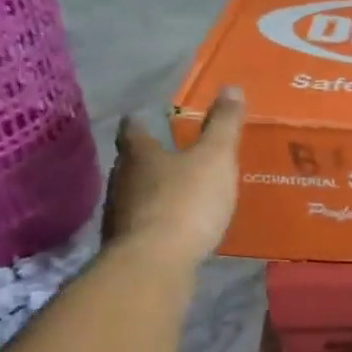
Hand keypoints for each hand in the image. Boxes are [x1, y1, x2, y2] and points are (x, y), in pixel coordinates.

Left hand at [102, 87, 244, 263]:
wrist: (155, 264)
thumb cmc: (186, 203)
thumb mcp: (215, 159)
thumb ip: (224, 126)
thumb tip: (232, 87)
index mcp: (140, 154)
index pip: (132, 129)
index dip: (139, 122)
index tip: (144, 117)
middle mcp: (122, 180)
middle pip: (130, 163)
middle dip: (147, 159)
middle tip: (168, 155)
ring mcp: (119, 215)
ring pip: (133, 195)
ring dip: (150, 192)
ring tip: (174, 193)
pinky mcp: (126, 247)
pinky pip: (141, 226)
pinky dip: (155, 222)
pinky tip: (172, 230)